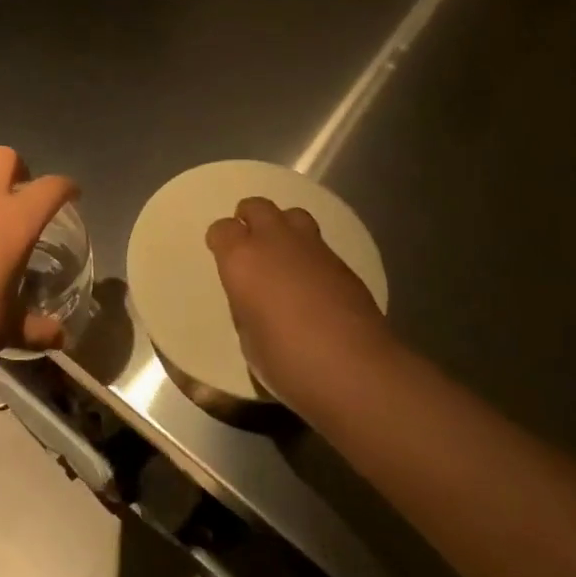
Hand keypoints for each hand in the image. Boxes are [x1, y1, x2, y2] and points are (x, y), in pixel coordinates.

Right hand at [206, 197, 397, 416]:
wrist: (354, 370)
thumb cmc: (287, 361)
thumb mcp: (248, 338)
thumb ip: (246, 305)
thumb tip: (255, 298)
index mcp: (242, 260)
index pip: (222, 229)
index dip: (220, 241)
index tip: (222, 257)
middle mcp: (275, 242)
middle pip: (257, 206)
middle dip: (249, 219)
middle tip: (250, 244)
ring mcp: (313, 248)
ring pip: (292, 215)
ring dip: (282, 227)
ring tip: (283, 255)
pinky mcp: (343, 262)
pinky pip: (318, 242)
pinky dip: (309, 252)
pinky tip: (312, 280)